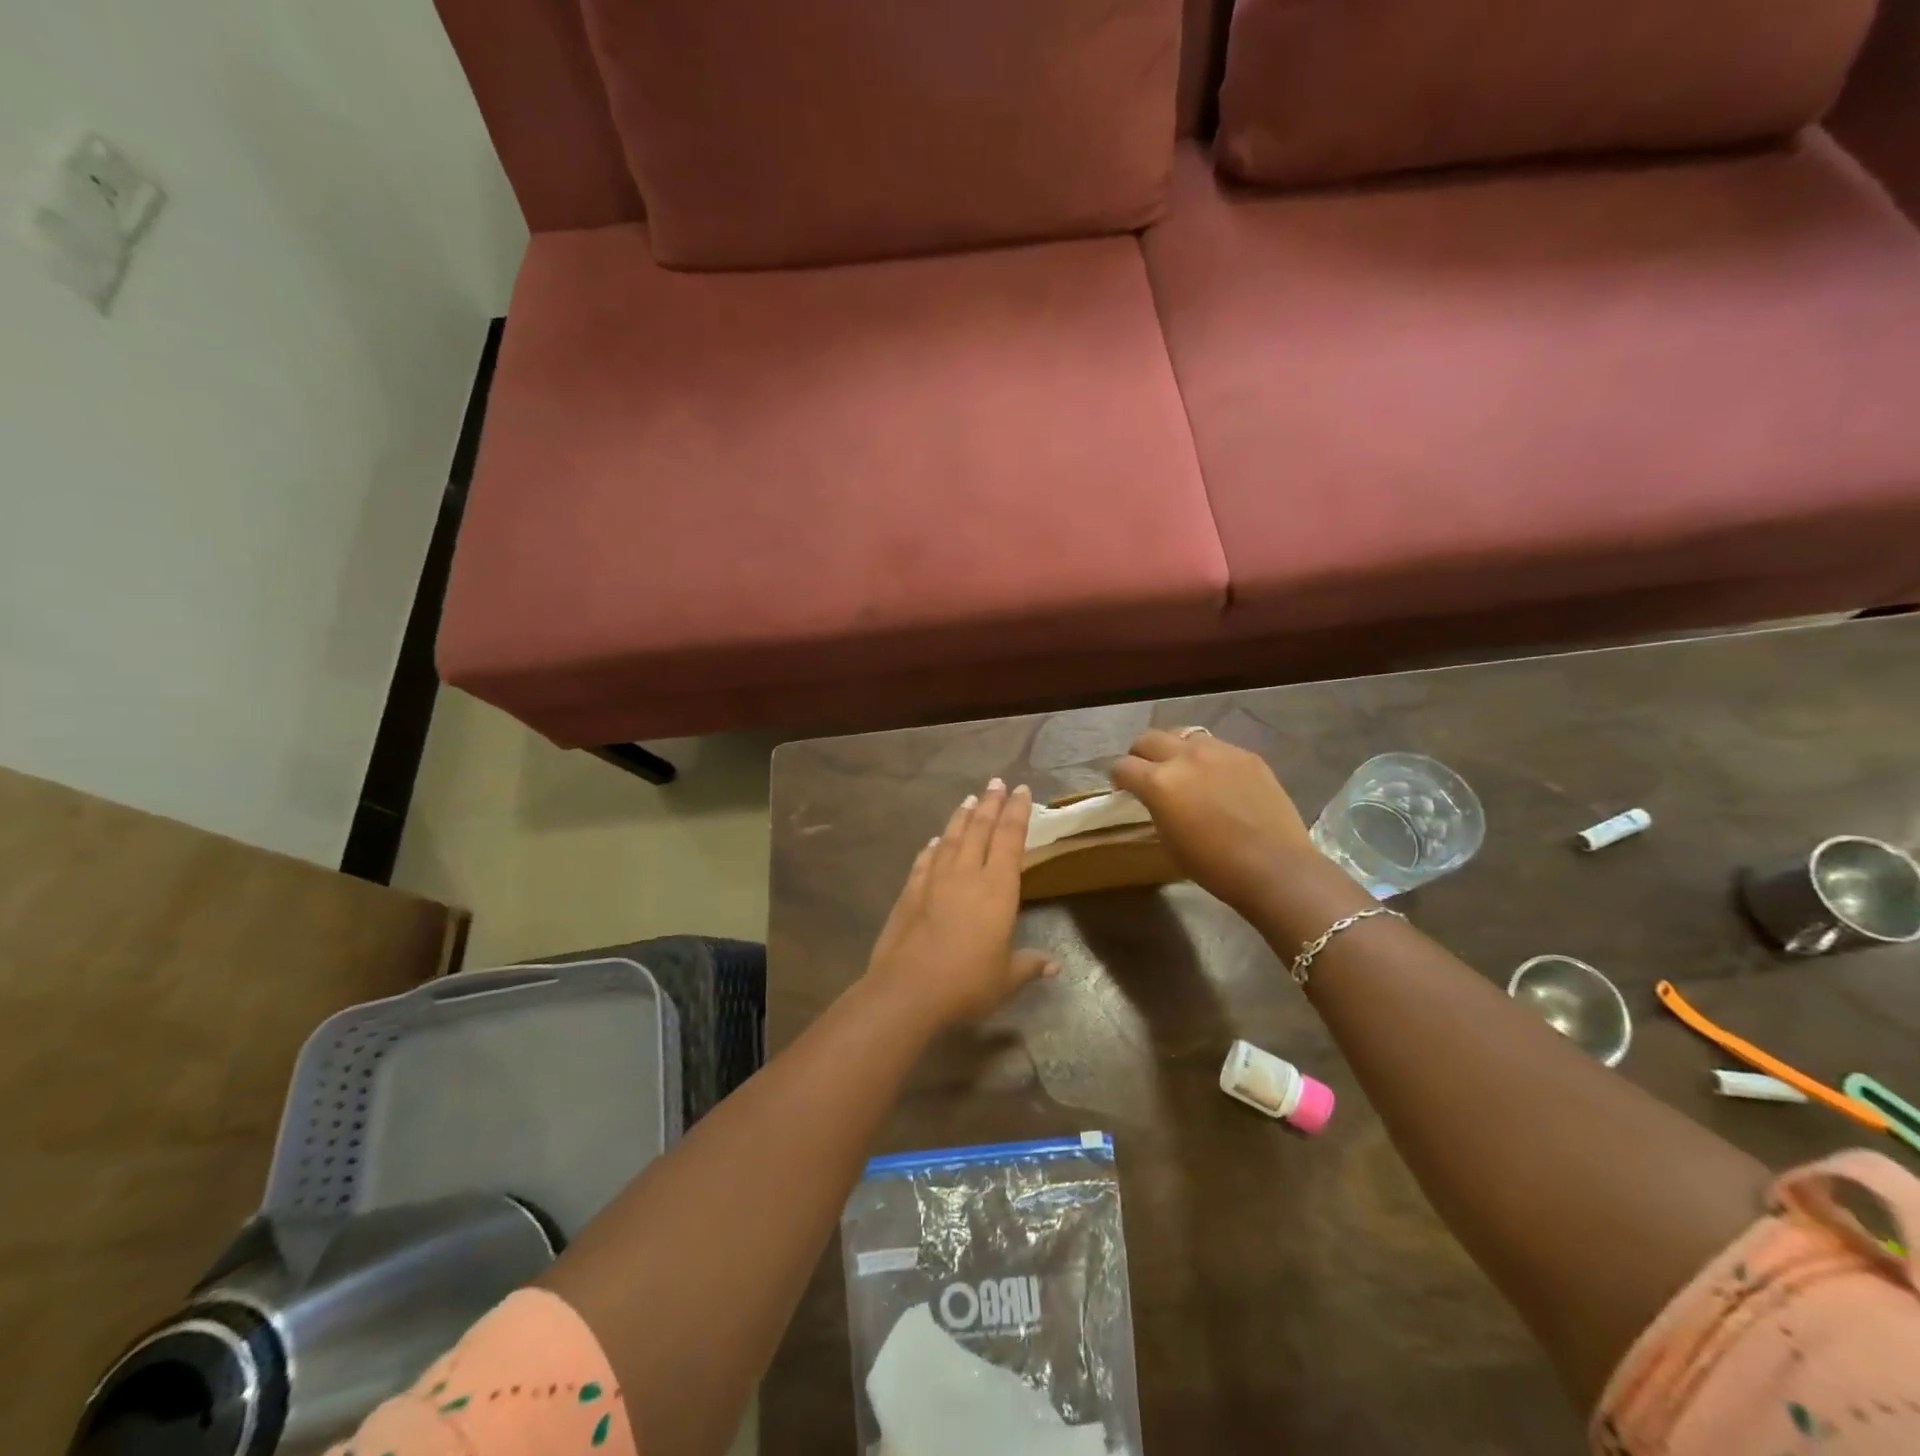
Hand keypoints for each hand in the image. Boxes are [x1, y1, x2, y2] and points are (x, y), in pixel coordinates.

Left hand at [864, 779, 1056, 1027]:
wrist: (908, 989)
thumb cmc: (968, 982)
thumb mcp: (1007, 978)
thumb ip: (1029, 965)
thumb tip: (1054, 965)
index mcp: (997, 888)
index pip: (1010, 839)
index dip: (1017, 812)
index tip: (1021, 790)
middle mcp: (967, 874)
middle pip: (981, 829)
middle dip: (991, 803)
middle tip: (996, 782)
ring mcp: (935, 880)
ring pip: (951, 837)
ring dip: (962, 817)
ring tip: (970, 799)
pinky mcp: (910, 891)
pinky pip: (925, 860)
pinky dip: (932, 847)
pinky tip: (934, 841)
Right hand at [1111, 729, 1314, 915]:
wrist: (1274, 867)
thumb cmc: (1213, 866)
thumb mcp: (1168, 840)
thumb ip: (1155, 808)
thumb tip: (1155, 799)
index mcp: (1159, 782)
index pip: (1123, 766)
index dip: (1119, 779)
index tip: (1124, 790)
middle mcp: (1185, 757)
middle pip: (1148, 739)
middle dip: (1140, 755)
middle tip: (1147, 774)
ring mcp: (1219, 751)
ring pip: (1183, 736)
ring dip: (1174, 750)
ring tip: (1183, 772)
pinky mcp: (1246, 755)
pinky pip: (1216, 747)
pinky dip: (1207, 759)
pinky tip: (1218, 781)